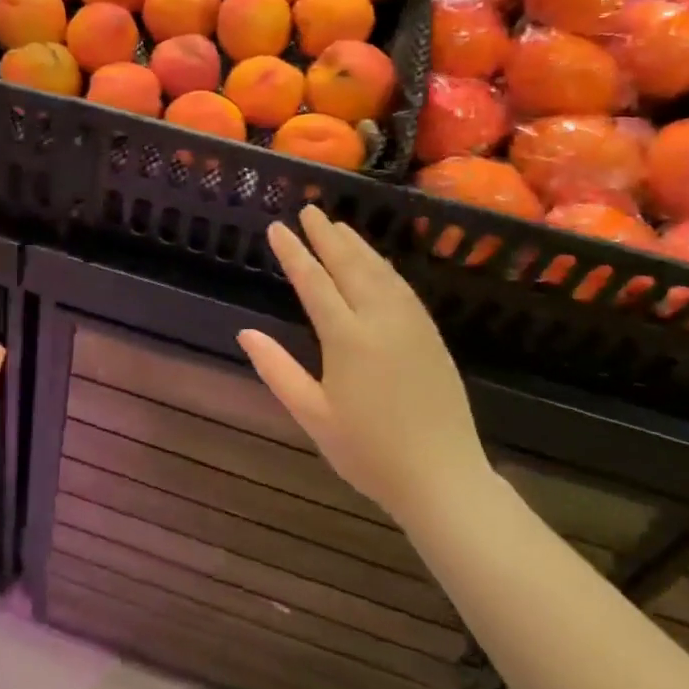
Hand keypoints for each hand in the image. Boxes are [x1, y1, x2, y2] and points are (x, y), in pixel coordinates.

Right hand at [238, 206, 489, 517]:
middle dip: (327, 236)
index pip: (315, 283)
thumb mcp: (313, 415)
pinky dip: (384, 267)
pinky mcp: (431, 336)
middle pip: (350, 266)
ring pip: (380, 272)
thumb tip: (245, 333)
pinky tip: (376, 263)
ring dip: (357, 246)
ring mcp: (411, 326)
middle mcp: (381, 321)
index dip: (294, 253)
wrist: (443, 478)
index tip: (278, 228)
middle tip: (310, 210)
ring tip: (338, 226)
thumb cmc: (368, 452)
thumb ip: (277, 370)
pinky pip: (403, 288)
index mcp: (348, 339)